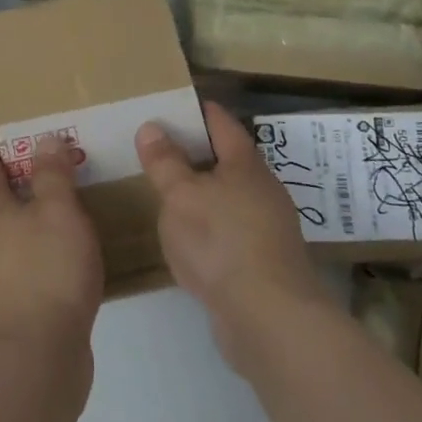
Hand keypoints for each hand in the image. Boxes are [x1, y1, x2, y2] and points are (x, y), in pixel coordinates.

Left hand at [0, 129, 104, 351]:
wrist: (38, 357)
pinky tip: (68, 241)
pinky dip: (44, 236)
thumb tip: (44, 139)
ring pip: (13, 225)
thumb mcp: (57, 211)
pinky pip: (30, 252)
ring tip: (61, 191)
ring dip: (32, 205)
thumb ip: (52, 174)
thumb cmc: (46, 271)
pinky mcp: (18, 298)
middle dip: (15, 171)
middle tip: (43, 150)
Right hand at [136, 101, 328, 370]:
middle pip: (228, 159)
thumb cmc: (221, 242)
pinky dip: (208, 224)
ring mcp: (267, 227)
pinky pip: (229, 229)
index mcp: (245, 164)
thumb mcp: (180, 196)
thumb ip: (165, 162)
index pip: (221, 123)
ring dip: (202, 191)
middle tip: (157, 148)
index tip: (171, 104)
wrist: (269, 317)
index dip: (197, 110)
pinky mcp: (263, 261)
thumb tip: (152, 127)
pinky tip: (187, 236)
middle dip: (196, 152)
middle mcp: (262, 190)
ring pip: (229, 196)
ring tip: (166, 191)